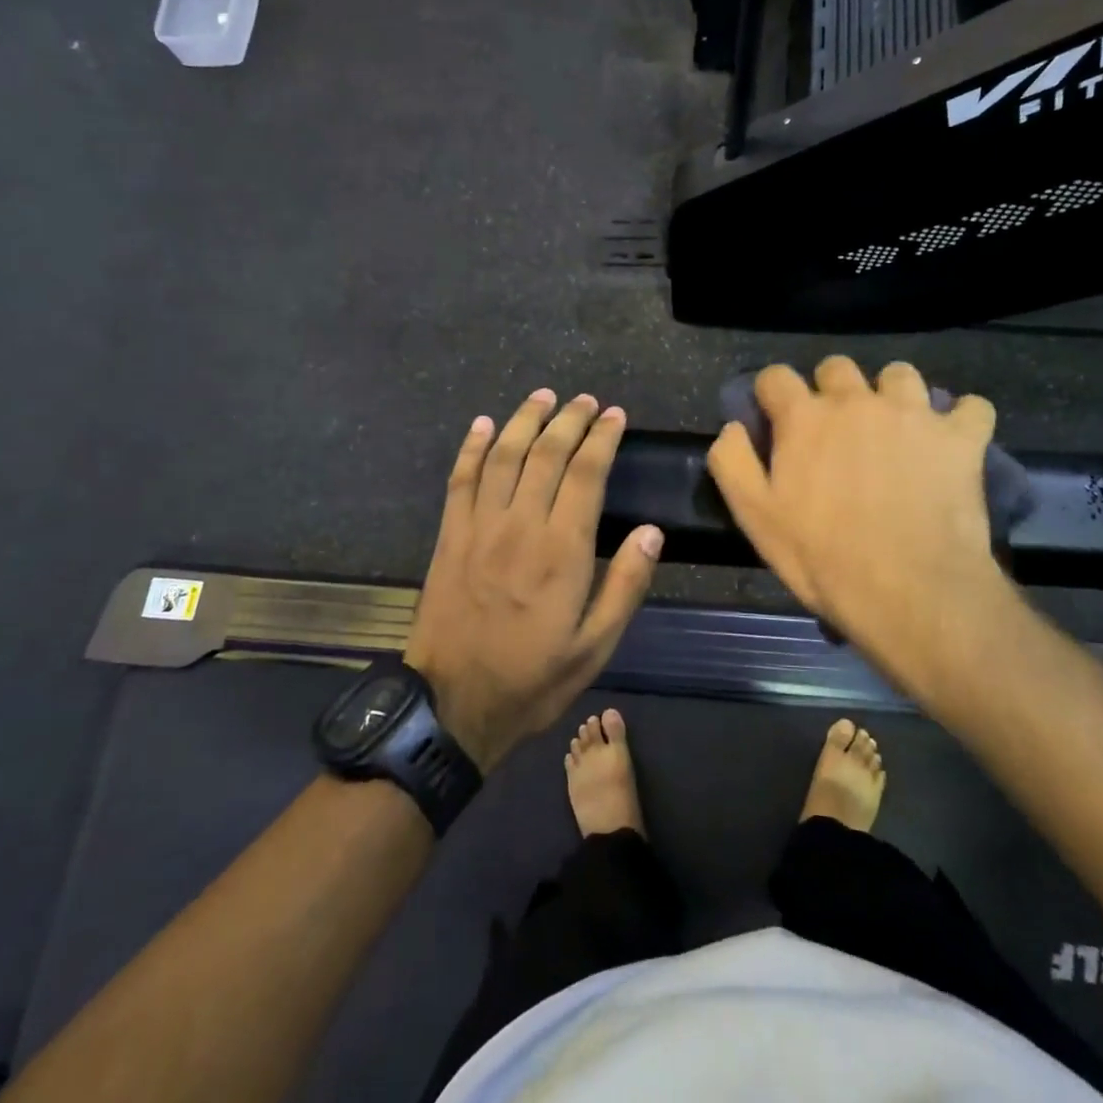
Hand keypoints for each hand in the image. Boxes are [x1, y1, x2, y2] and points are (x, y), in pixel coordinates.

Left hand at [405, 390, 662, 772]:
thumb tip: (652, 532)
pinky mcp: (450, 537)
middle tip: (586, 400)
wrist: (451, 706)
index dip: (602, 438)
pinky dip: (472, 448)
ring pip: (504, 456)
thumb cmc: (532, 678)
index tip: (615, 416)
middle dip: (569, 420)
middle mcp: (521, 525)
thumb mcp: (595, 647)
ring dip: (524, 420)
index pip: (586, 474)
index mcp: (562, 550)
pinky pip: (460, 480)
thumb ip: (625, 586)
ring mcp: (479, 527)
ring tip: (543, 397)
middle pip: (546, 454)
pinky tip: (482, 426)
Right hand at [706, 357, 1010, 691]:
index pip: (776, 376)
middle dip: (830, 388)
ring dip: (892, 395)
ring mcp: (913, 413)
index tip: (774, 418)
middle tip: (835, 429)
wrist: (911, 591)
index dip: (771, 394)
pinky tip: (952, 442)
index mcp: (805, 417)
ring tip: (895, 429)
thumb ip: (732, 462)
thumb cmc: (823, 558)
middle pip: (838, 366)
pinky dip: (962, 419)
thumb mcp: (754, 518)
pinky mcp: (960, 437)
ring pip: (901, 374)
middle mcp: (857, 400)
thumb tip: (732, 426)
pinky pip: (972, 407)